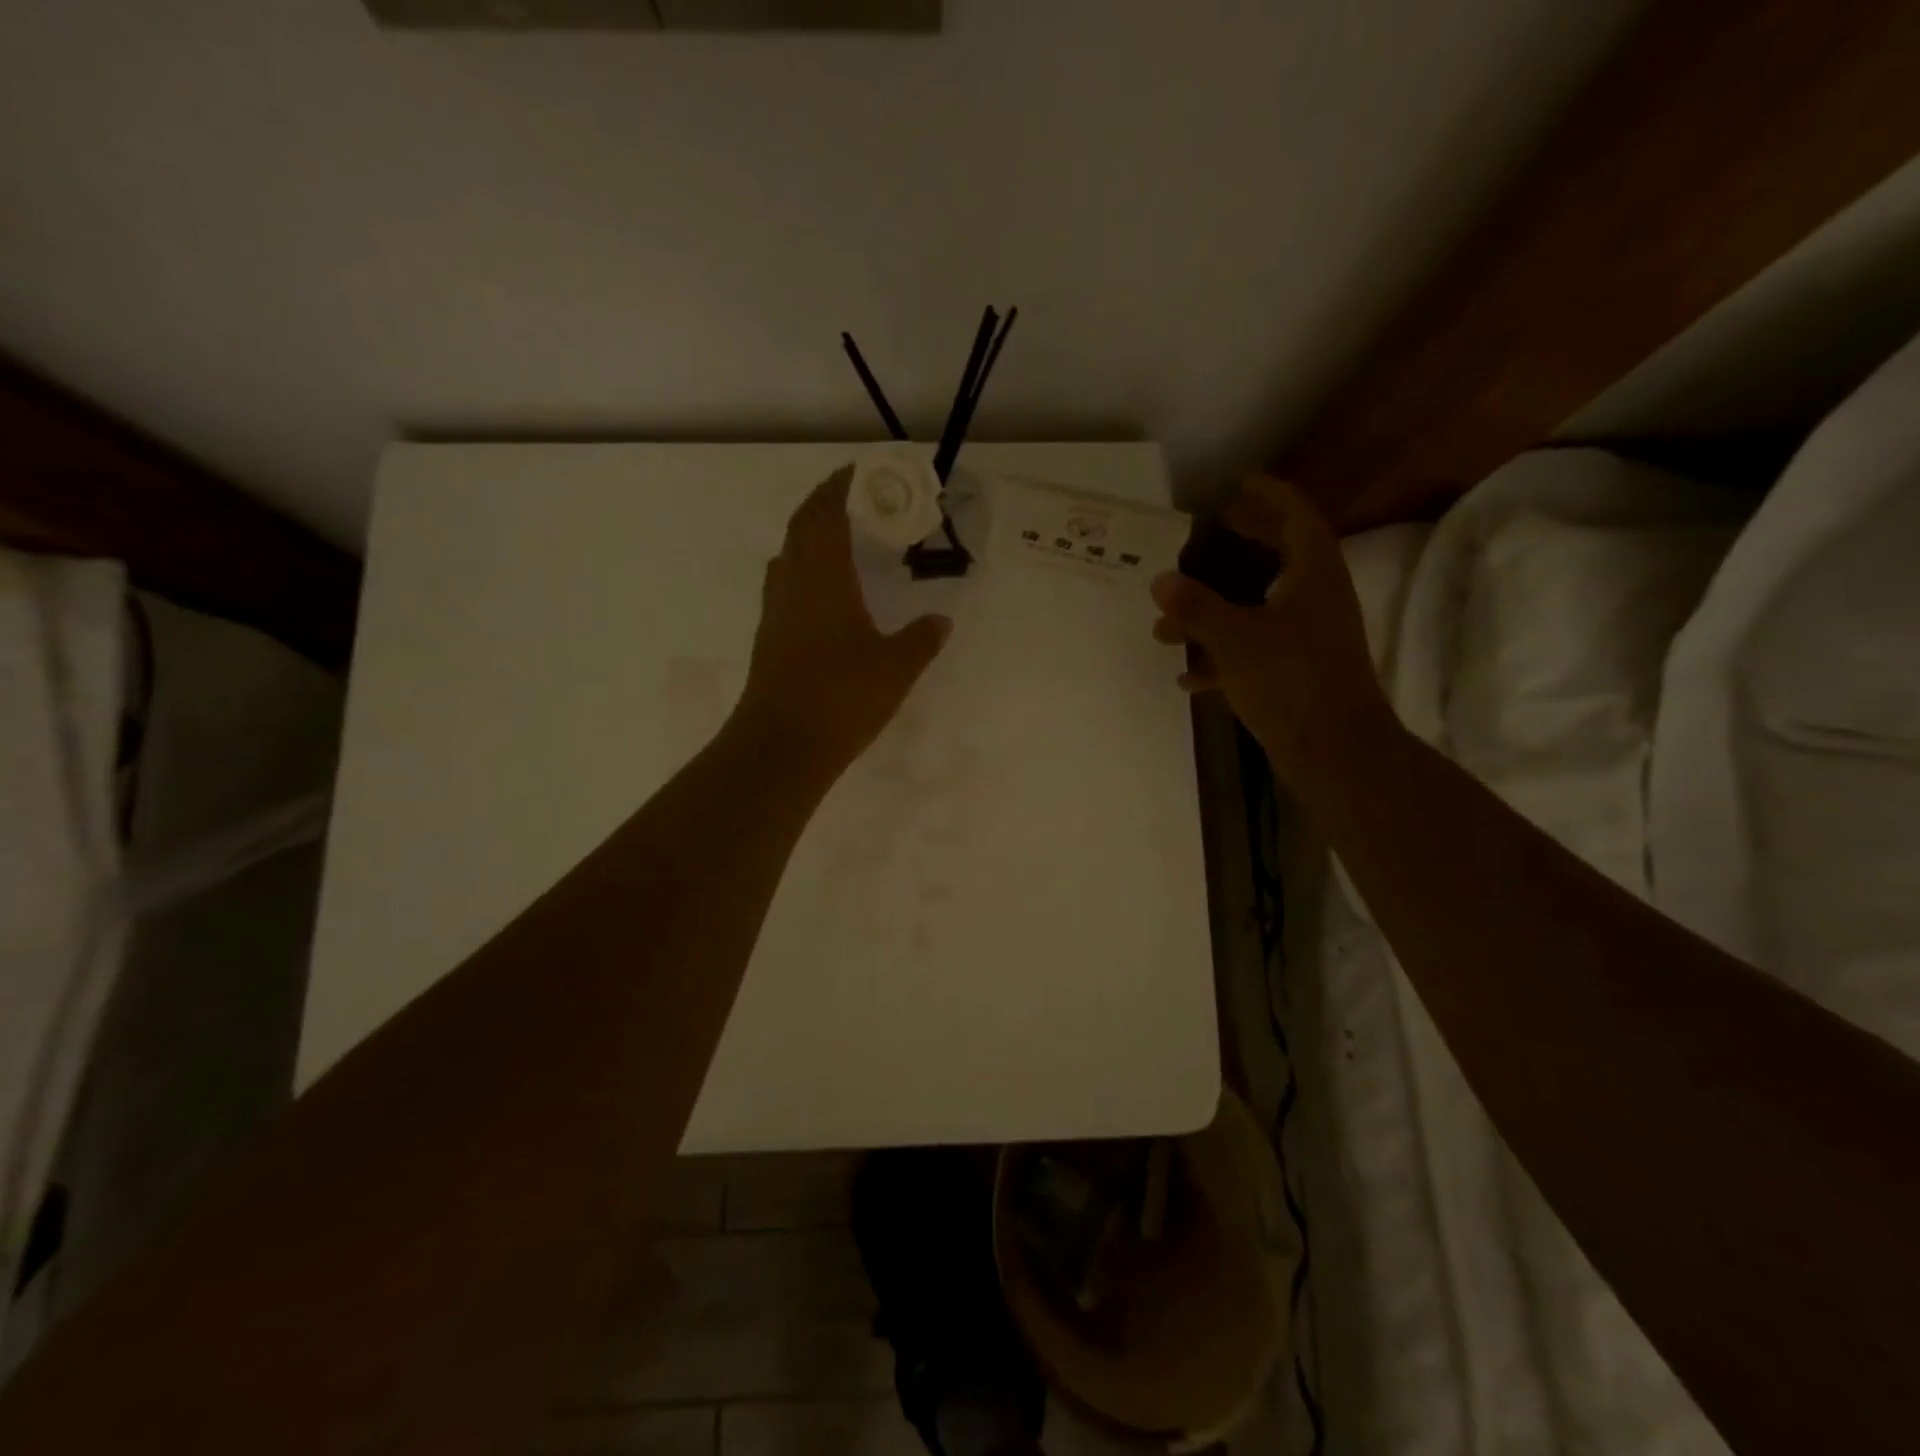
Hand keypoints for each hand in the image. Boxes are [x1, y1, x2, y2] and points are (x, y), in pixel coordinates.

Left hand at [733, 465, 951, 775]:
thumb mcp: (896, 666)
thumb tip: (941, 620)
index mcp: (822, 576)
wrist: (783, 745)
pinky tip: (828, 597)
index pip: (826, 513)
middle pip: (802, 528)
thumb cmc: (842, 695)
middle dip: (826, 506)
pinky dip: (806, 574)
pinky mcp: (770, 639)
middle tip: (859, 503)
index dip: (841, 486)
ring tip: (844, 543)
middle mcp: (792, 584)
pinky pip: (786, 588)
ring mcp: (775, 612)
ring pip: (789, 558)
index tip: (864, 472)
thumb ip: (921, 639)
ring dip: (811, 539)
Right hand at [1151, 476, 1394, 786]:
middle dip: (1246, 544)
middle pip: (1281, 558)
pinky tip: (1188, 677)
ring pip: (1259, 610)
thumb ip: (1196, 606)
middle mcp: (1316, 601)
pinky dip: (1222, 658)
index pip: (1296, 518)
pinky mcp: (1298, 675)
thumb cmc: (1289, 680)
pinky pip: (1255, 653)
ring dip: (1215, 612)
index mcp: (1313, 576)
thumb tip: (1162, 579)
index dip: (1269, 497)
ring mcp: (1309, 640)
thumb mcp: (1234, 638)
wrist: (1334, 751)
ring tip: (1166, 626)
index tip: (1239, 485)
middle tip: (1214, 532)